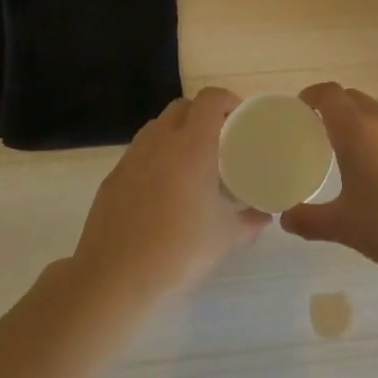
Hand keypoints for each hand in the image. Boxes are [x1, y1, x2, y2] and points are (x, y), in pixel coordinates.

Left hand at [72, 87, 267, 307]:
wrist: (114, 277)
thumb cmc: (178, 251)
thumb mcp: (225, 237)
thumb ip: (249, 221)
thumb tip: (264, 216)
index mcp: (192, 146)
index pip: (210, 100)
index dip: (227, 100)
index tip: (240, 118)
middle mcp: (160, 141)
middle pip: (182, 107)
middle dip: (203, 114)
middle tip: (220, 140)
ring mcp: (132, 157)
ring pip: (157, 127)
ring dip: (177, 132)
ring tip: (192, 162)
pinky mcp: (113, 176)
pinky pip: (140, 151)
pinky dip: (156, 156)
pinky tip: (164, 188)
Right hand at [282, 83, 377, 277]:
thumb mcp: (342, 226)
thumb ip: (309, 219)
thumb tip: (285, 219)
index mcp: (356, 130)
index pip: (329, 94)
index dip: (313, 96)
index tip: (303, 108)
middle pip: (355, 99)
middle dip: (337, 109)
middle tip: (326, 134)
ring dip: (367, 126)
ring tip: (362, 157)